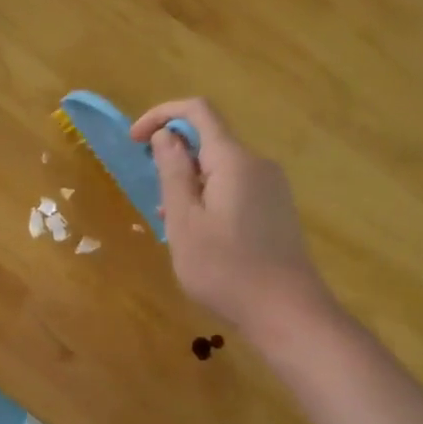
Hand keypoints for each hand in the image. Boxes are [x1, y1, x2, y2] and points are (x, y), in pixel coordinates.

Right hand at [131, 97, 337, 336]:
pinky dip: (208, 197)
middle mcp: (258, 165)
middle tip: (151, 193)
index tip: (135, 141)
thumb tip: (167, 135)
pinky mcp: (276, 210)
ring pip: (220, 168)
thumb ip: (173, 173)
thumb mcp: (184, 222)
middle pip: (209, 140)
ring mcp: (272, 188)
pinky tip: (197, 235)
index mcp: (234, 160)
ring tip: (169, 222)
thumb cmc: (225, 268)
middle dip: (174, 156)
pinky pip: (235, 188)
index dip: (161, 115)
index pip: (198, 111)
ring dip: (189, 182)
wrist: (287, 312)